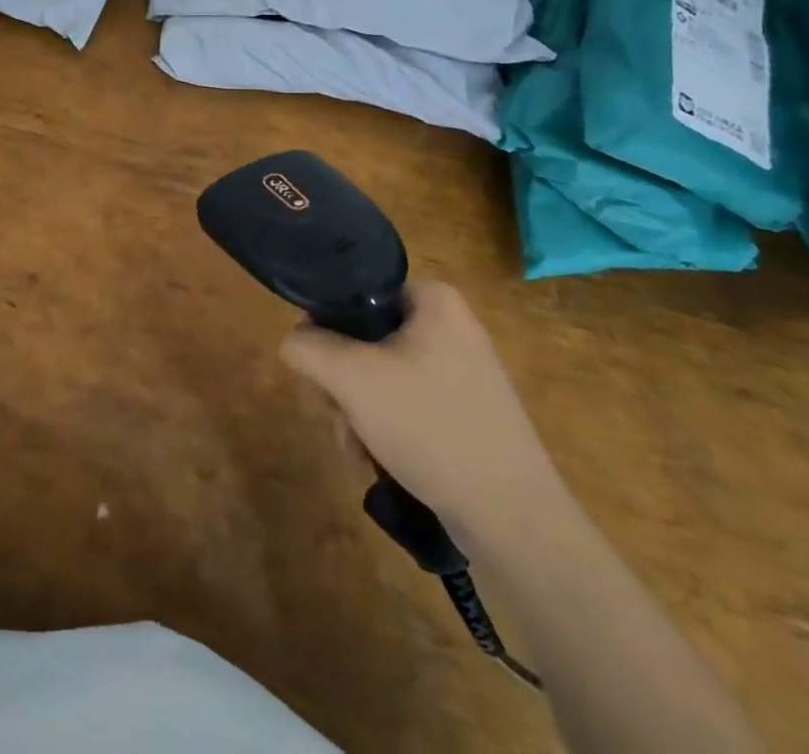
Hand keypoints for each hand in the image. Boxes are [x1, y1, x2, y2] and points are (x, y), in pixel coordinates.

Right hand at [280, 280, 562, 540]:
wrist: (514, 520)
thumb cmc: (430, 427)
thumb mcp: (350, 377)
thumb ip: (307, 346)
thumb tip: (294, 342)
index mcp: (433, 300)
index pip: (356, 289)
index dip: (327, 323)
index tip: (321, 363)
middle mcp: (450, 326)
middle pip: (364, 337)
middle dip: (342, 383)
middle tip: (341, 414)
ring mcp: (461, 371)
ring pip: (379, 375)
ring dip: (356, 412)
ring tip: (359, 448)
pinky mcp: (465, 411)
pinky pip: (405, 403)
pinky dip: (383, 429)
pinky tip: (379, 461)